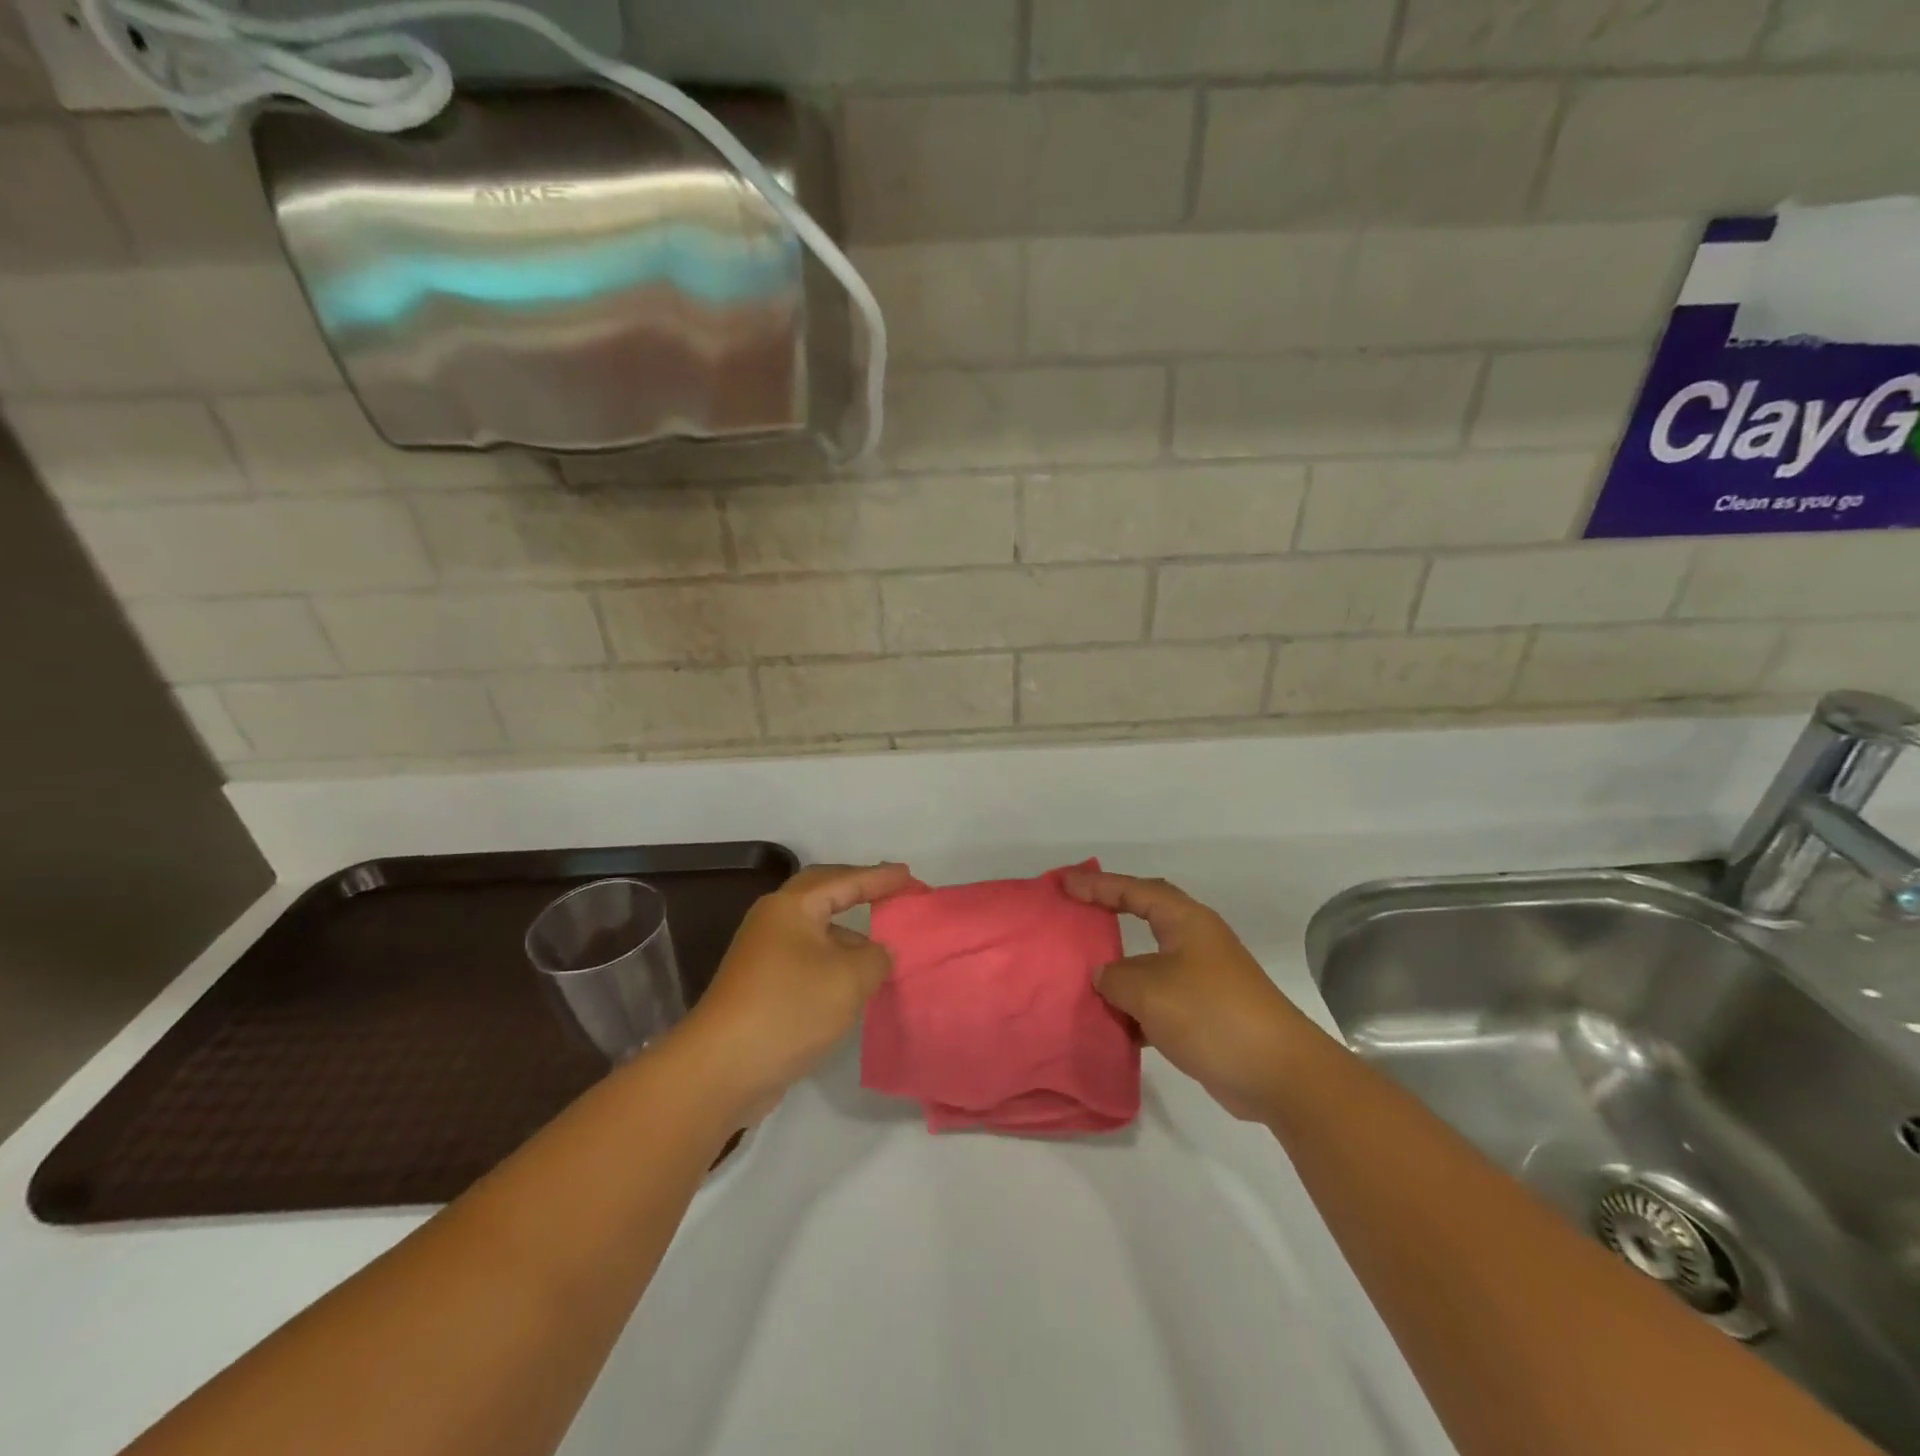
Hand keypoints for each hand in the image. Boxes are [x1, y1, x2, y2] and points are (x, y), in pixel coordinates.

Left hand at [672, 862, 912, 1120]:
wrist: (721, 1070)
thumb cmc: (789, 1008)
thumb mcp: (850, 978)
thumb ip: (876, 957)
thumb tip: (878, 953)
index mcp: (792, 907)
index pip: (845, 880)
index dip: (880, 878)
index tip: (909, 875)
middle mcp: (774, 921)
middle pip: (823, 894)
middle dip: (858, 891)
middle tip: (891, 892)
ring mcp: (764, 955)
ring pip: (815, 931)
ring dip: (848, 934)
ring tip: (882, 949)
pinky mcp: (761, 987)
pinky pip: (808, 959)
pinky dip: (834, 962)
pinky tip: (853, 985)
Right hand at [1062, 869, 1306, 1120]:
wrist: (1279, 1074)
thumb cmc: (1211, 1014)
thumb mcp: (1149, 990)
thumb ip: (1115, 977)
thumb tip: (1105, 976)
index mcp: (1186, 922)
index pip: (1134, 890)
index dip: (1097, 884)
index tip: (1064, 883)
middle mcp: (1195, 942)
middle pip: (1144, 918)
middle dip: (1109, 916)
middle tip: (1073, 915)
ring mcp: (1203, 979)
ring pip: (1149, 965)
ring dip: (1119, 972)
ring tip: (1081, 976)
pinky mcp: (1205, 1014)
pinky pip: (1158, 1000)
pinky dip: (1135, 1009)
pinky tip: (1113, 1026)